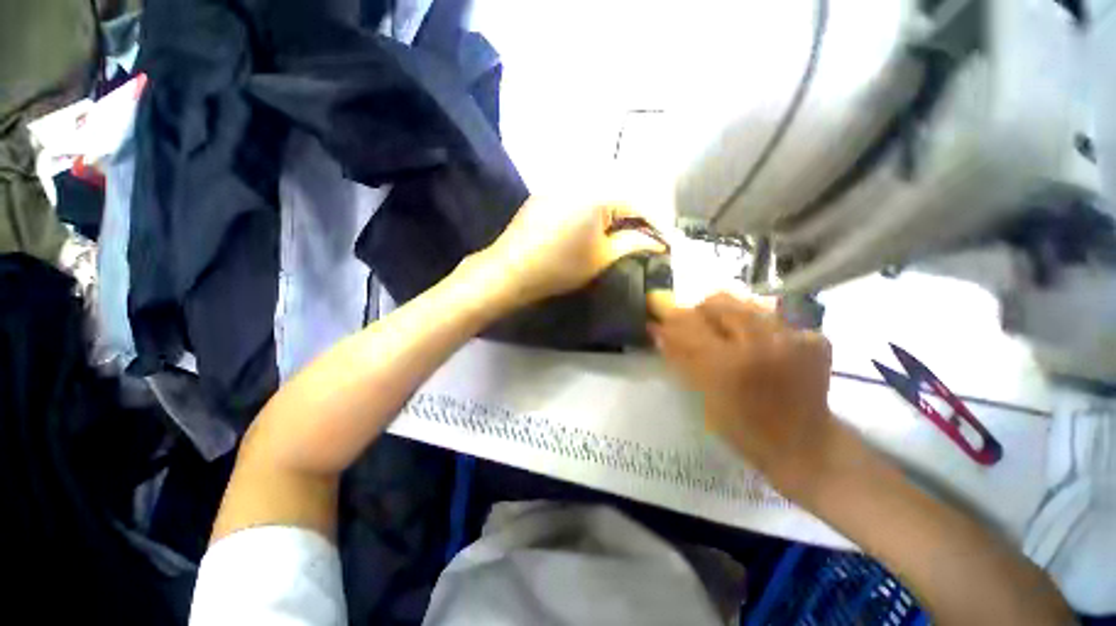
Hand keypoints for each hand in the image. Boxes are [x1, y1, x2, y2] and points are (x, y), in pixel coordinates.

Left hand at [473, 195, 666, 306]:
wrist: (511, 270)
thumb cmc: (560, 267)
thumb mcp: (602, 258)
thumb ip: (634, 244)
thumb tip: (658, 241)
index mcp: (598, 193)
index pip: (638, 204)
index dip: (655, 223)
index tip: (664, 240)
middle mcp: (580, 179)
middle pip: (619, 195)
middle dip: (635, 216)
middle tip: (644, 237)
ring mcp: (559, 183)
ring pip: (599, 194)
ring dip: (614, 212)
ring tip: (622, 233)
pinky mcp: (546, 192)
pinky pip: (578, 195)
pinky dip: (592, 209)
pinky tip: (592, 225)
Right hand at [650, 293, 842, 496]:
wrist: (804, 444)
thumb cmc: (743, 427)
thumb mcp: (703, 394)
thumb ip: (680, 357)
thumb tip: (656, 329)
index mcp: (727, 365)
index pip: (689, 324)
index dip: (672, 318)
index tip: (662, 318)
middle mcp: (760, 344)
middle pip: (718, 301)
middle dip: (701, 310)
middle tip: (699, 325)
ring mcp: (791, 338)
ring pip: (746, 303)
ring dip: (729, 314)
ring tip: (729, 334)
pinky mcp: (814, 338)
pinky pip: (773, 317)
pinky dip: (759, 326)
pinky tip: (760, 345)